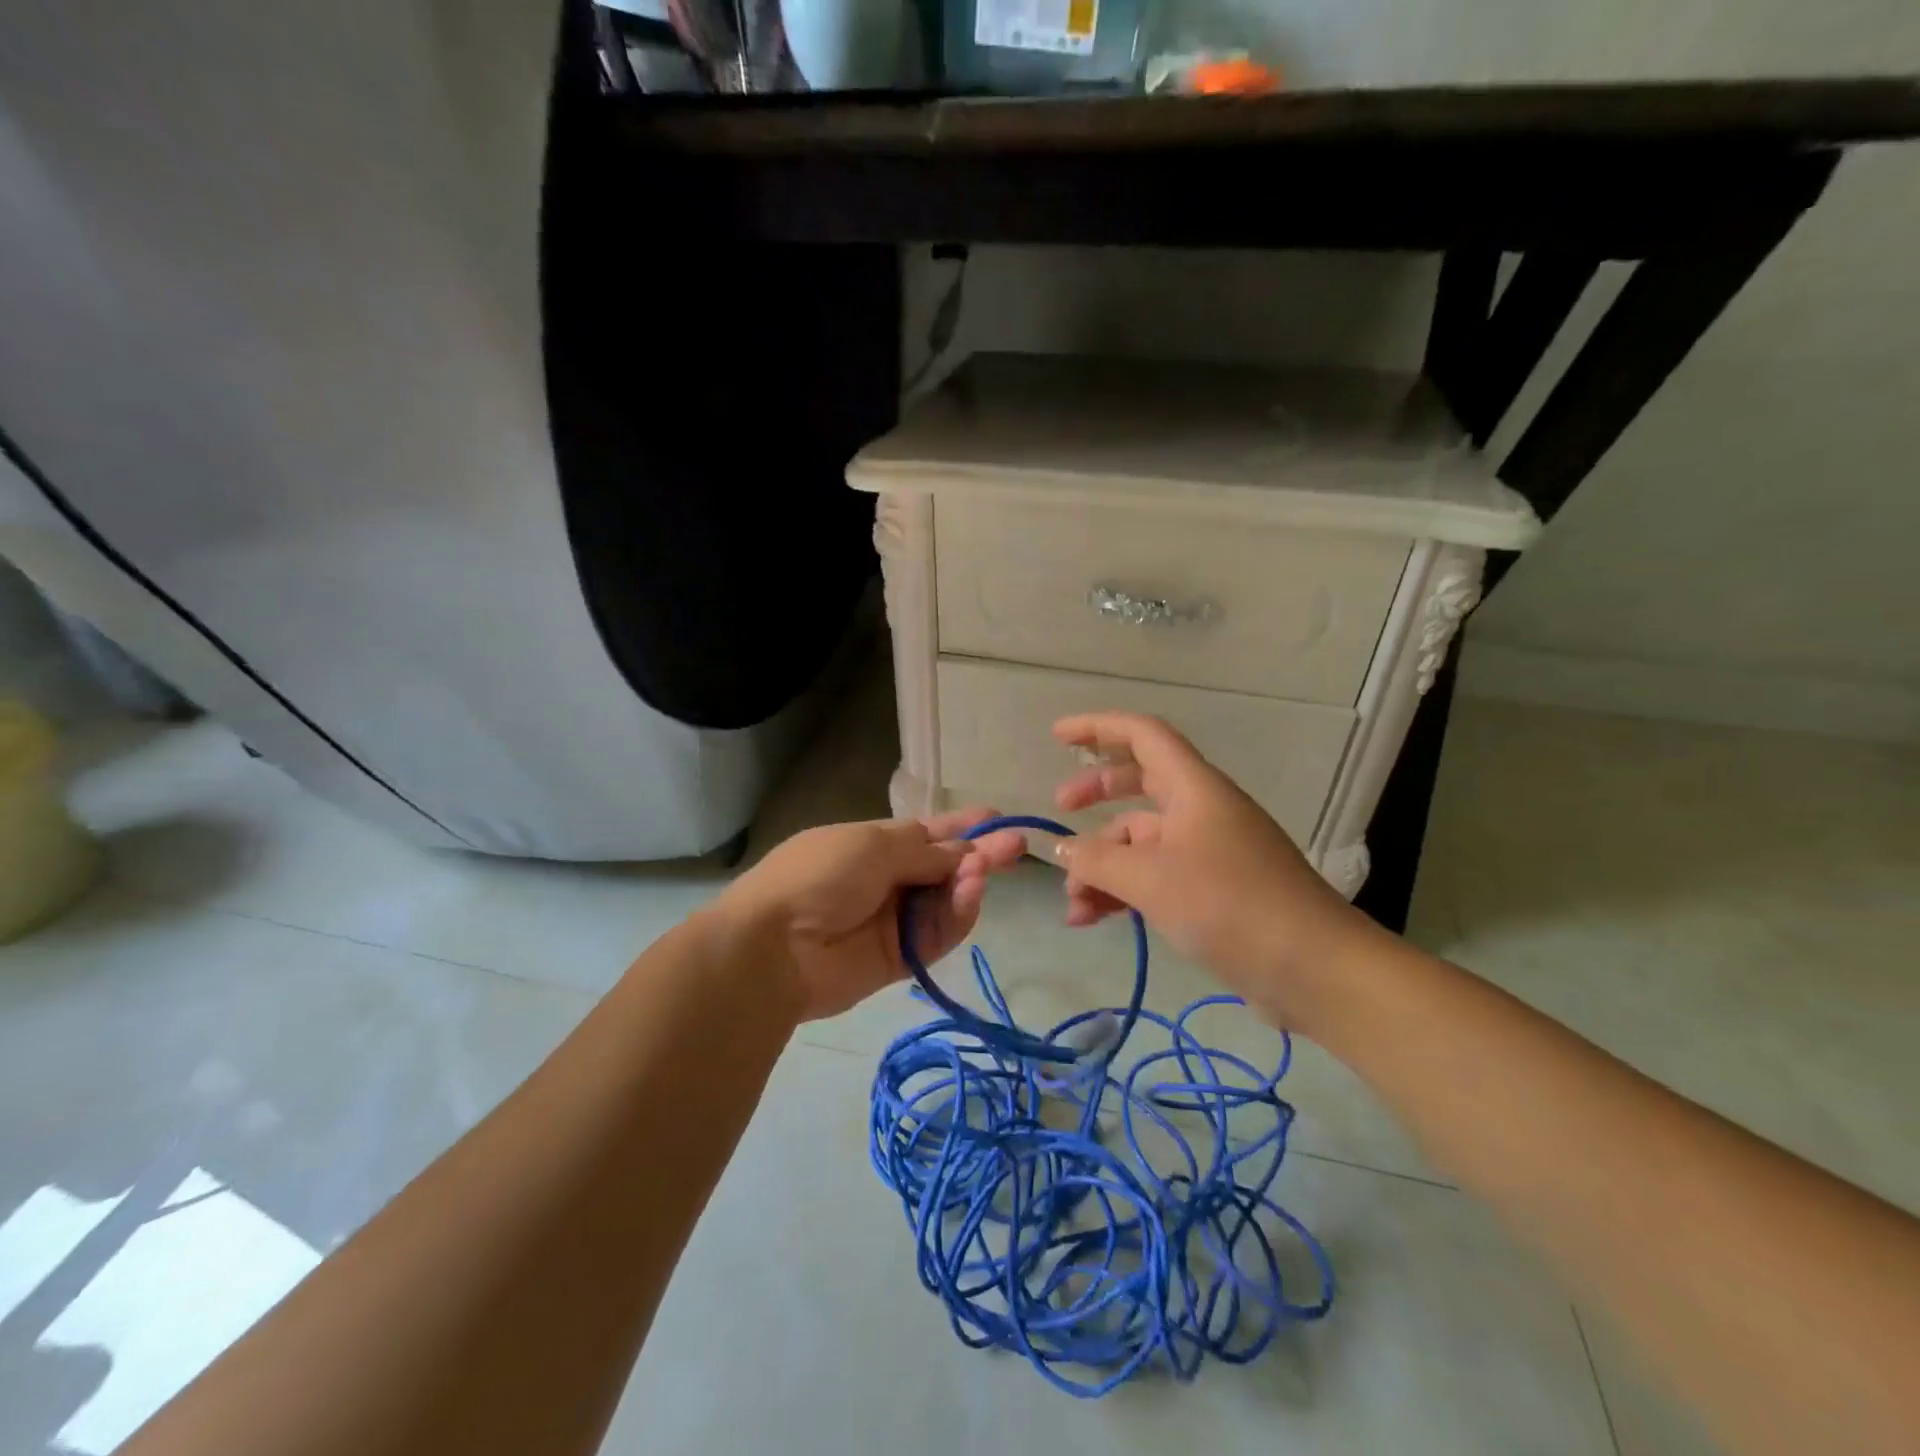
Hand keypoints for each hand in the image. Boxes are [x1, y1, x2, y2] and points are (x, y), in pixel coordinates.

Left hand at [715, 809, 1026, 1021]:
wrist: (775, 947)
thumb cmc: (820, 875)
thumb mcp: (873, 846)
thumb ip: (925, 850)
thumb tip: (963, 851)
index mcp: (874, 845)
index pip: (927, 834)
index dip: (960, 827)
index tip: (996, 818)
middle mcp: (888, 880)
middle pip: (944, 867)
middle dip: (979, 855)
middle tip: (1016, 846)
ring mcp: (895, 920)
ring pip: (946, 900)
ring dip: (969, 883)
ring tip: (984, 870)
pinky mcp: (902, 958)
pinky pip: (939, 934)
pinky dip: (958, 914)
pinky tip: (972, 894)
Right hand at [1051, 712, 1364, 1019]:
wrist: (1314, 968)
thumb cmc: (1230, 905)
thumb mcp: (1151, 879)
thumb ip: (1097, 860)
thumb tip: (1061, 849)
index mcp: (1194, 788)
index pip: (1143, 735)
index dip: (1098, 728)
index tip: (1057, 736)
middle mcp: (1202, 810)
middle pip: (1140, 782)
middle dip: (1096, 793)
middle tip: (1059, 810)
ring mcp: (1210, 850)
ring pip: (1143, 839)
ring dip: (1103, 862)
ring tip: (1073, 904)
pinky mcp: (1215, 890)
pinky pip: (1156, 874)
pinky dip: (1124, 890)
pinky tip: (1095, 919)